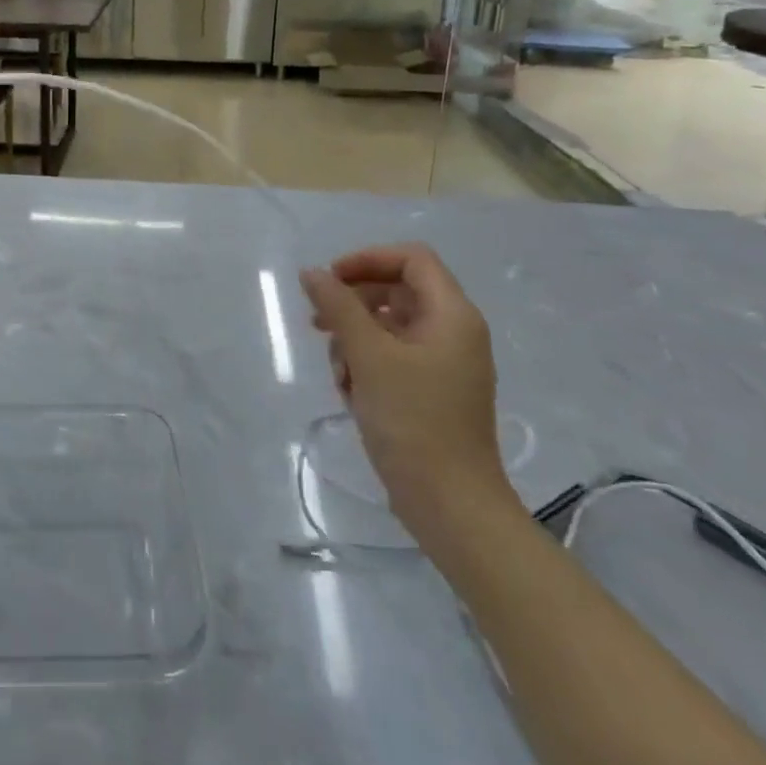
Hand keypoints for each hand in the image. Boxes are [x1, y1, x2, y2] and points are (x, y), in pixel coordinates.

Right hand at [299, 244, 506, 526]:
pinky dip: (366, 366)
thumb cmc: (413, 421)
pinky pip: (392, 359)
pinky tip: (350, 393)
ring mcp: (443, 364)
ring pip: (389, 327)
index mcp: (452, 315)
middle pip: (397, 292)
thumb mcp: (368, 356)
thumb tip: (312, 272)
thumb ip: (338, 307)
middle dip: (353, 304)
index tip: (329, 280)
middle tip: (318, 325)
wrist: (449, 505)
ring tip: (338, 372)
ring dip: (354, 340)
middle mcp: (453, 332)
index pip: (412, 259)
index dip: (368, 260)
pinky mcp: (431, 392)